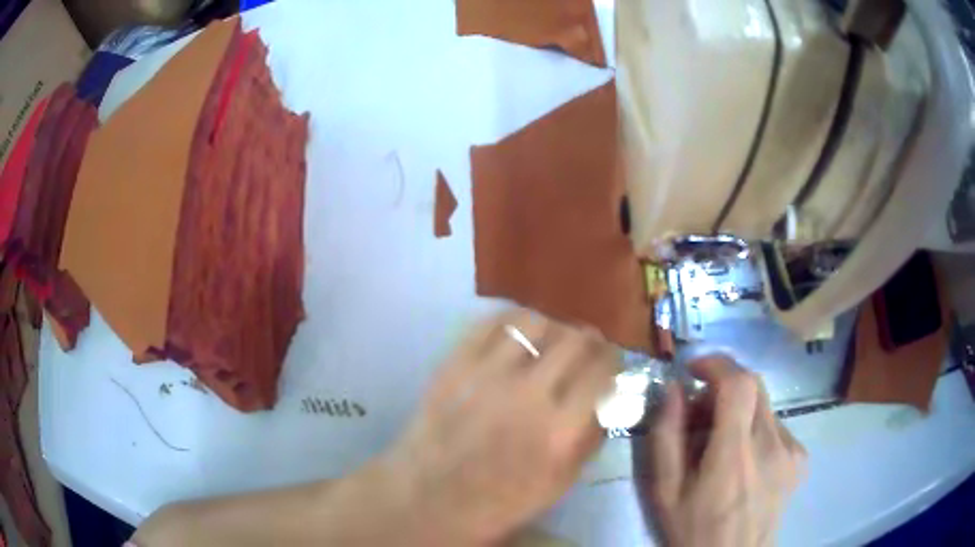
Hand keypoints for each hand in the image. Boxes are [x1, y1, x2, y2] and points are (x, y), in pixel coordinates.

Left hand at [381, 309, 618, 544]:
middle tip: (587, 349)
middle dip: (590, 341)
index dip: (613, 360)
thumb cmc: (498, 502)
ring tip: (551, 341)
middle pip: (576, 339)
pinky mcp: (455, 364)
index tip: (611, 363)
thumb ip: (590, 438)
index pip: (603, 370)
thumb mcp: (559, 484)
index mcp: (560, 430)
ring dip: (554, 328)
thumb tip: (608, 397)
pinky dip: (513, 322)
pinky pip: (492, 324)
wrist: (429, 498)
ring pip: (536, 323)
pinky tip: (518, 334)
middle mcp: (528, 394)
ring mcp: (488, 375)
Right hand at [637, 356, 806, 546]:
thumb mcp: (665, 491)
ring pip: (765, 404)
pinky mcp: (800, 457)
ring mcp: (791, 450)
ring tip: (721, 441)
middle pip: (754, 385)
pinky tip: (745, 458)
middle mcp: (772, 444)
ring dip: (740, 408)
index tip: (694, 370)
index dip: (717, 364)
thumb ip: (666, 437)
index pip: (738, 383)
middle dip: (724, 384)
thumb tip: (674, 389)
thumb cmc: (694, 530)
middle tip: (701, 410)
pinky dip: (756, 427)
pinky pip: (777, 424)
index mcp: (735, 455)